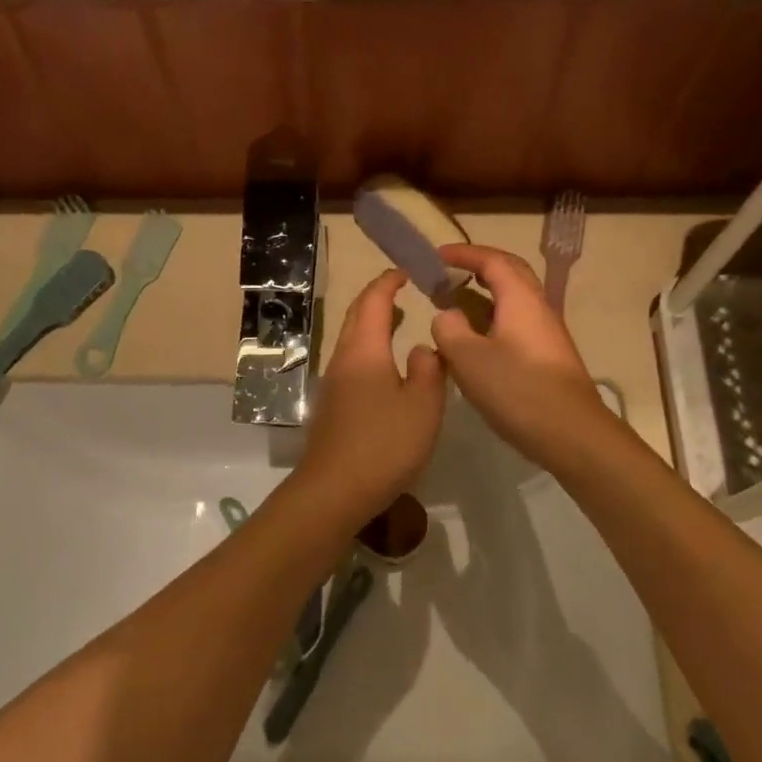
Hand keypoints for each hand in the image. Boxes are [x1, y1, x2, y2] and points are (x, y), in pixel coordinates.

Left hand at [299, 270, 446, 515]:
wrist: (334, 490)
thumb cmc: (384, 444)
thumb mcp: (423, 405)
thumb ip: (429, 370)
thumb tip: (422, 348)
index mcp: (364, 350)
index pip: (373, 301)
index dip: (389, 282)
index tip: (407, 271)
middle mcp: (343, 359)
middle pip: (356, 316)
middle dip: (377, 298)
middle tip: (403, 290)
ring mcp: (333, 383)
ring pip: (352, 340)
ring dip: (372, 324)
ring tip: (398, 321)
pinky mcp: (332, 406)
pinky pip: (352, 361)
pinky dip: (370, 348)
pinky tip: (387, 366)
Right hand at [431, 245, 616, 470]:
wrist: (571, 433)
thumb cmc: (517, 389)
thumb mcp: (468, 357)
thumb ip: (449, 329)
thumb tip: (448, 315)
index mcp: (520, 299)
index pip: (492, 260)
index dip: (463, 253)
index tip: (435, 255)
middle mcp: (538, 308)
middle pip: (510, 273)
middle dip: (479, 266)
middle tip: (448, 273)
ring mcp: (547, 333)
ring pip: (514, 300)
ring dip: (485, 295)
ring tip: (455, 305)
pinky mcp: (547, 357)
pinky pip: (516, 323)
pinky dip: (491, 319)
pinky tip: (475, 342)